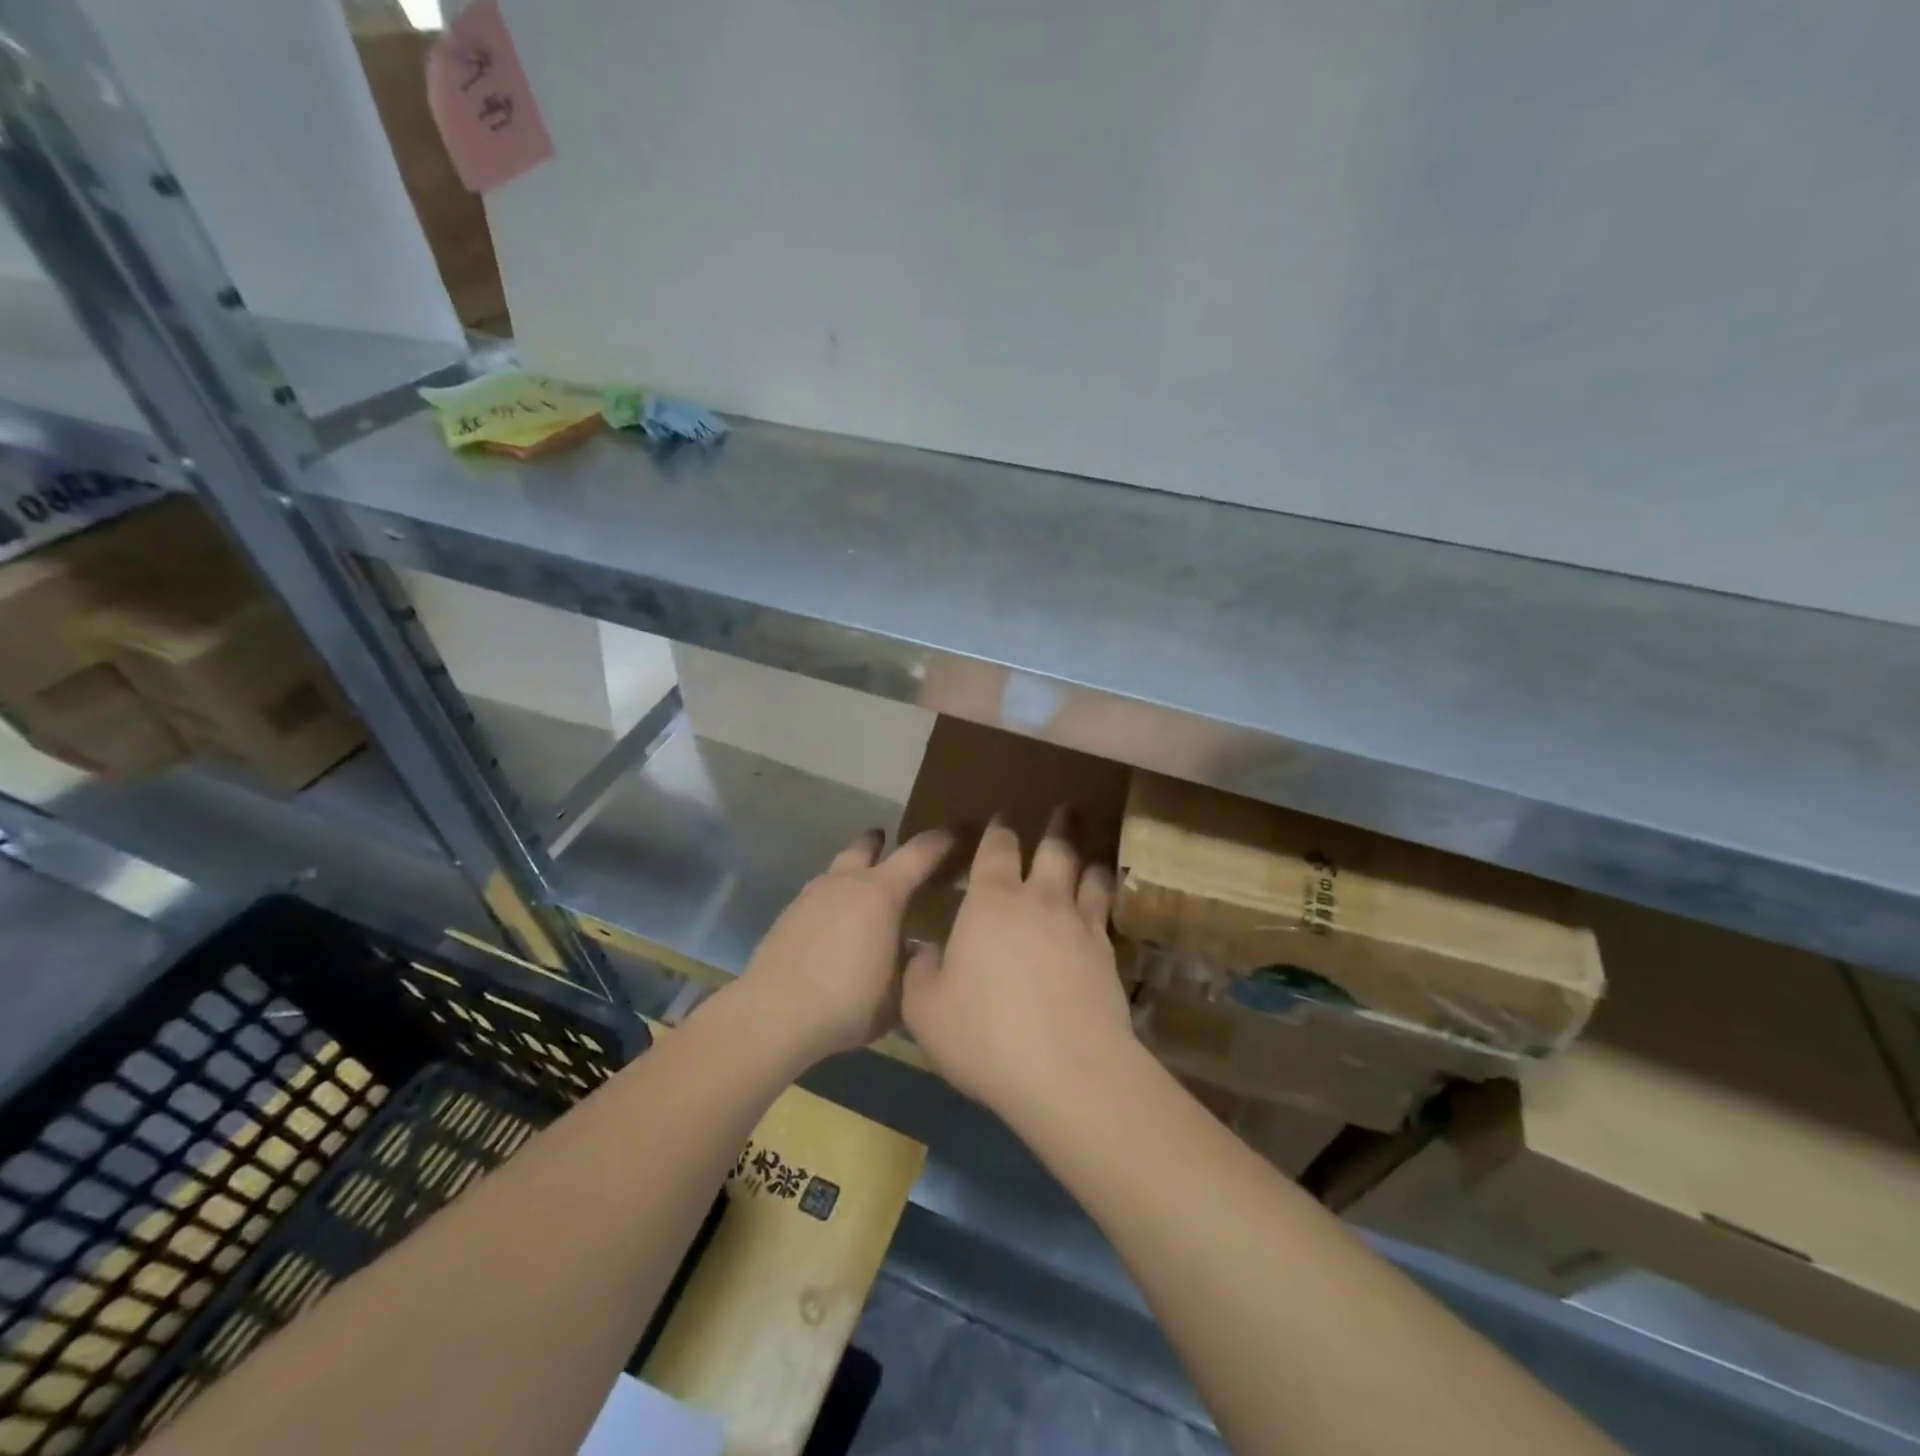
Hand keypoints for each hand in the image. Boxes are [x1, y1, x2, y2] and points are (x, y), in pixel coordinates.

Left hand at [726, 827, 951, 1070]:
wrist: (775, 1014)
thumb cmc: (849, 1000)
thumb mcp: (901, 992)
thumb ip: (916, 965)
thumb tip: (921, 949)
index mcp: (882, 892)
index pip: (920, 852)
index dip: (942, 840)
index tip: (958, 833)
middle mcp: (846, 882)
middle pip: (867, 845)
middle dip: (882, 842)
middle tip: (894, 849)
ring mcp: (812, 894)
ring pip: (838, 868)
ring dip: (854, 872)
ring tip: (864, 897)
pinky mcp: (788, 914)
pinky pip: (819, 895)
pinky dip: (833, 900)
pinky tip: (836, 927)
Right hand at [901, 811, 1136, 1126]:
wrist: (1066, 1071)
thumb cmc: (985, 1034)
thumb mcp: (926, 1009)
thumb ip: (921, 973)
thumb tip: (926, 953)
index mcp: (991, 902)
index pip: (996, 849)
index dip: (998, 829)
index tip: (1002, 816)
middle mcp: (1039, 900)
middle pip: (1054, 848)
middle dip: (1057, 825)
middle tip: (1064, 808)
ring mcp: (1078, 924)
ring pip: (1087, 874)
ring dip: (1087, 856)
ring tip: (1090, 849)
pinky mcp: (1107, 954)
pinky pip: (1107, 912)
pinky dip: (1105, 896)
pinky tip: (1106, 900)